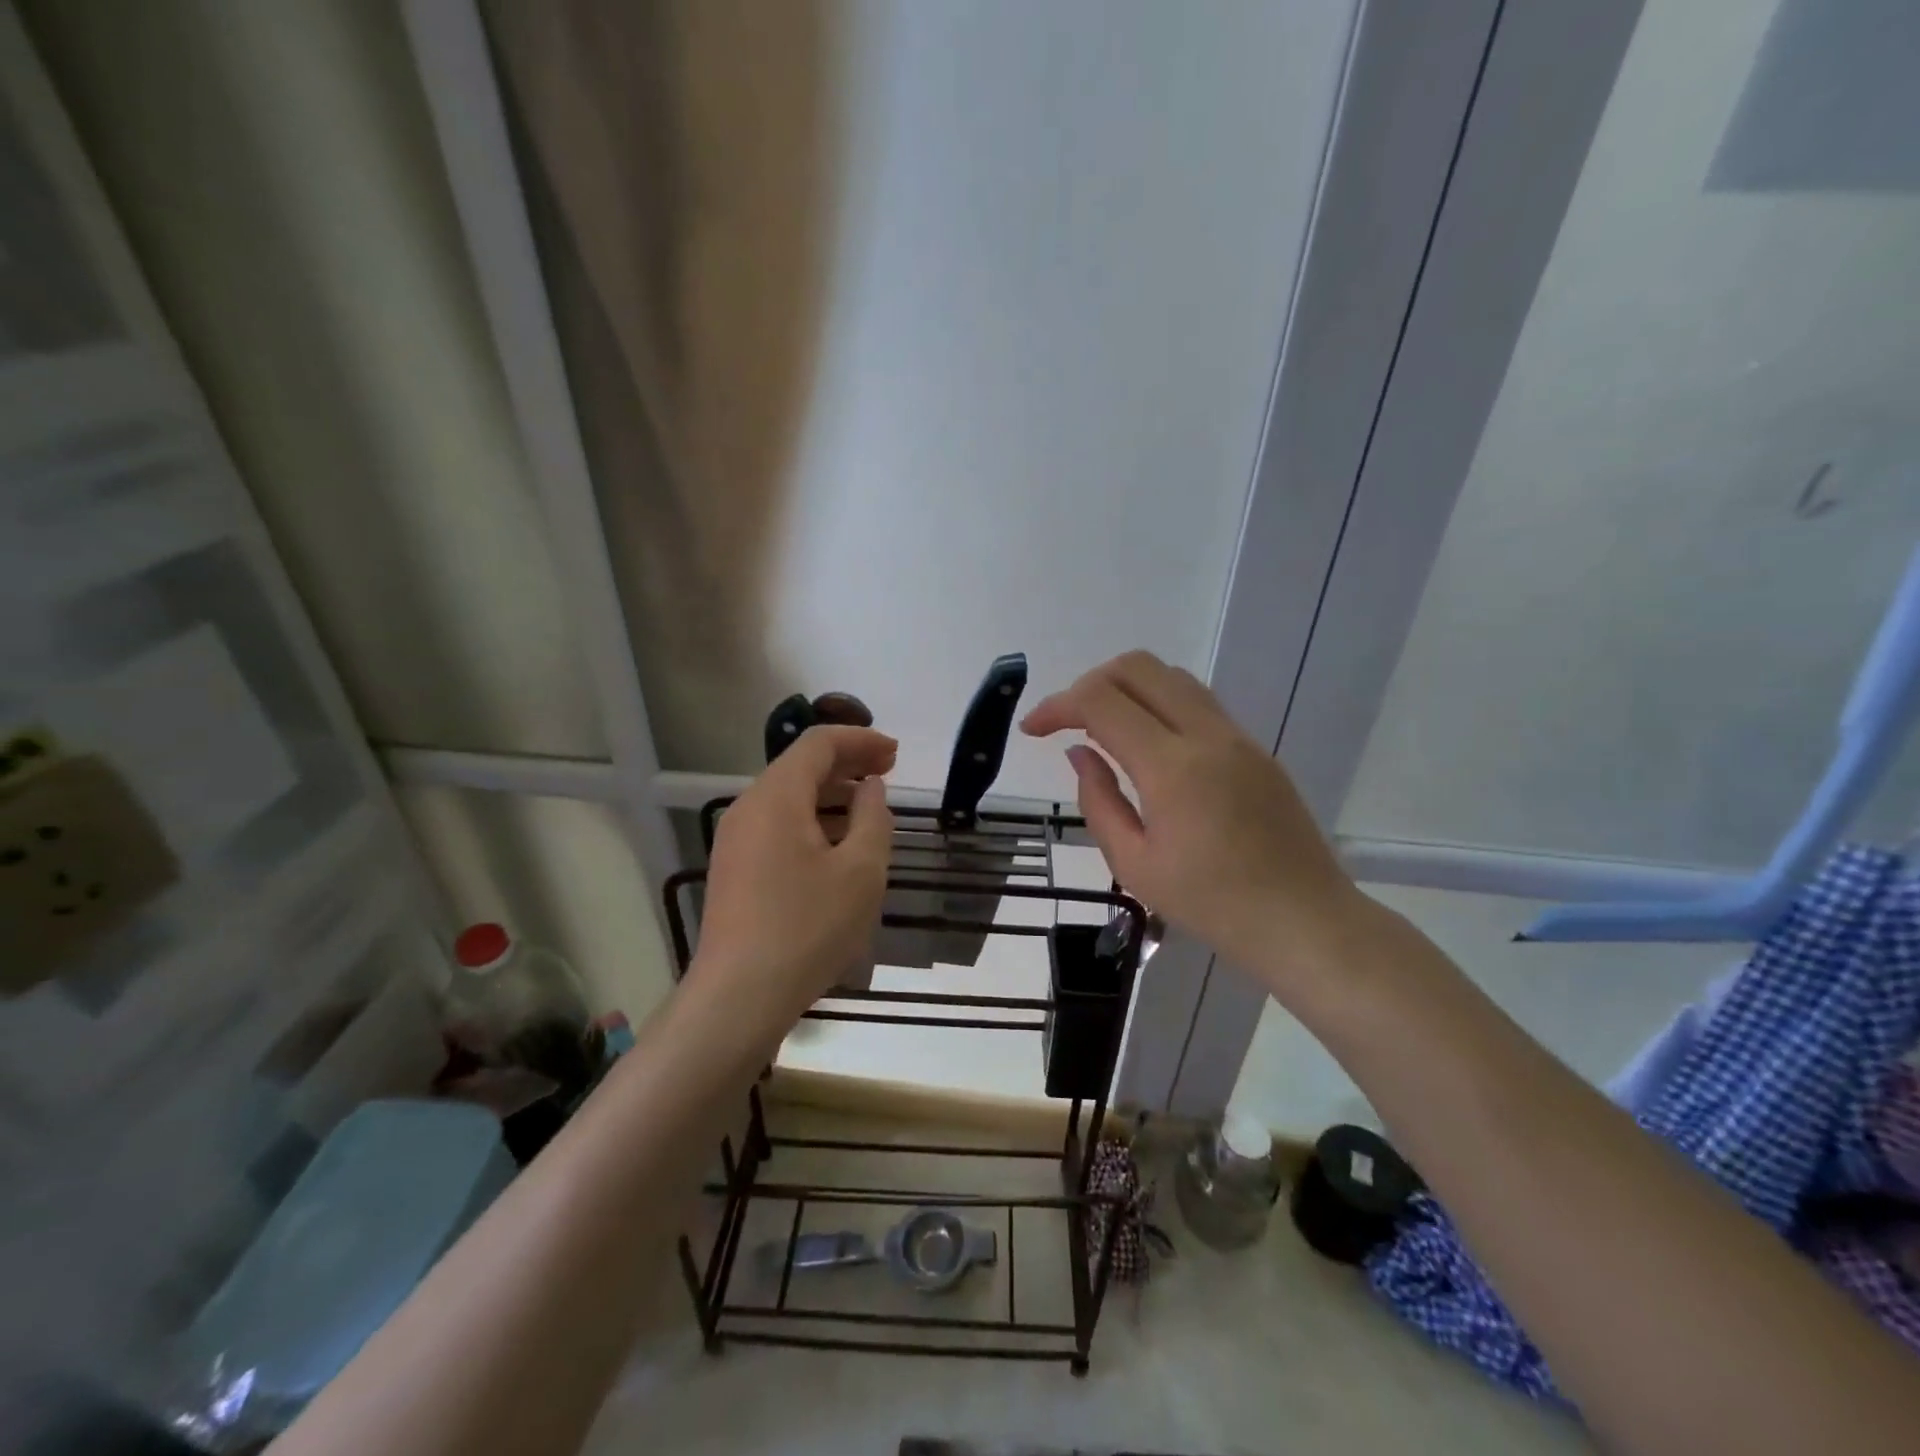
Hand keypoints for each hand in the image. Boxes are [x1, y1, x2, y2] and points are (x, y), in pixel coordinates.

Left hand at [693, 725, 895, 1032]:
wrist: (738, 998)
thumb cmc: (808, 928)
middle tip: (888, 774)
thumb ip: (873, 818)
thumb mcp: (861, 871)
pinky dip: (811, 820)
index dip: (860, 740)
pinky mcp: (734, 869)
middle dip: (847, 763)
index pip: (818, 743)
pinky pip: (776, 825)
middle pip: (799, 766)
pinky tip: (836, 846)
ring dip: (830, 793)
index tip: (896, 754)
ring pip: (787, 797)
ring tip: (868, 808)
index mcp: (776, 797)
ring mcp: (735, 840)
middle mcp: (748, 808)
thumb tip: (870, 788)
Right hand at [1022, 651, 1362, 994]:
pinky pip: (1197, 702)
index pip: (1101, 701)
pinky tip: (1146, 744)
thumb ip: (1098, 801)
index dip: (1057, 705)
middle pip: (1138, 667)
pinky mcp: (1255, 748)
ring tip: (1102, 728)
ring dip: (1127, 687)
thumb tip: (1080, 753)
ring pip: (1172, 676)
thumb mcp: (1134, 864)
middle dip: (1089, 683)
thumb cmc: (1211, 904)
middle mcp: (1206, 735)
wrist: (1303, 920)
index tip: (1032, 730)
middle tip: (1066, 721)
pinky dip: (1159, 703)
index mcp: (1171, 767)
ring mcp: (1237, 736)